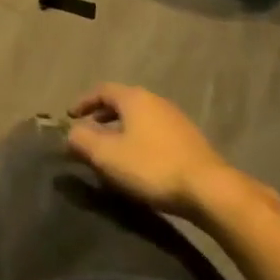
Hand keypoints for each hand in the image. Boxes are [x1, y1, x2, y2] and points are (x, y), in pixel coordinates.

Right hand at [66, 83, 278, 225]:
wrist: (209, 190)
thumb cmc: (152, 166)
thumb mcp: (107, 155)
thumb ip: (82, 140)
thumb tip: (71, 132)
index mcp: (134, 98)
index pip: (102, 90)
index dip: (83, 101)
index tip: (70, 116)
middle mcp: (156, 101)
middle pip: (122, 102)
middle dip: (102, 116)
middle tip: (88, 132)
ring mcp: (176, 120)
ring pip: (139, 118)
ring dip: (121, 129)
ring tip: (110, 150)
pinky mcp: (189, 140)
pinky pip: (154, 132)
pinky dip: (138, 139)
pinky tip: (138, 161)